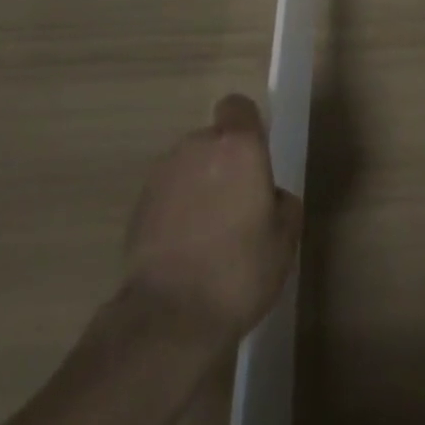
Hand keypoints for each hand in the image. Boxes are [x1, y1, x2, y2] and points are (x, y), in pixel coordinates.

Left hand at [123, 94, 301, 349]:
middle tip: (236, 207)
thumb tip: (269, 196)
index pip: (239, 107)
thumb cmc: (239, 272)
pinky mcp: (139, 203)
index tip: (255, 158)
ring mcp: (163, 173)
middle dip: (224, 164)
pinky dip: (176, 209)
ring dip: (199, 186)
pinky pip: (168, 193)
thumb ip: (282, 204)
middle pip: (214, 140)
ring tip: (208, 233)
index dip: (247, 126)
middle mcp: (197, 147)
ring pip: (189, 166)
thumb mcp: (284, 241)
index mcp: (238, 146)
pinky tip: (184, 248)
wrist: (170, 317)